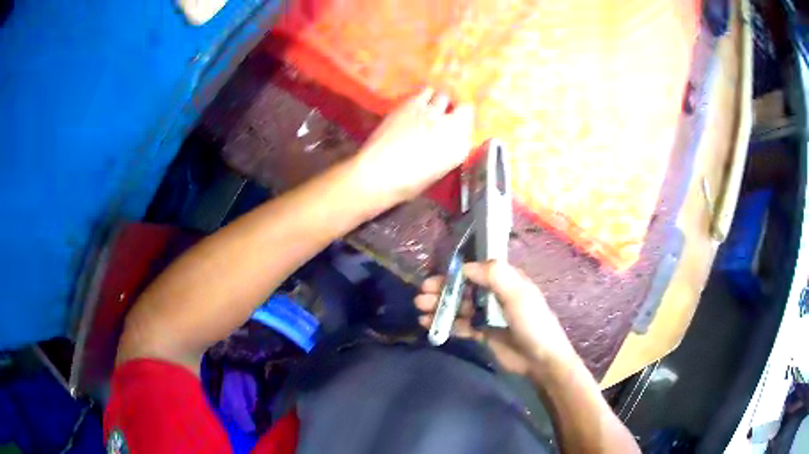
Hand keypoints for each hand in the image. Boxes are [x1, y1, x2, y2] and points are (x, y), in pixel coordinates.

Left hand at [355, 87, 473, 203]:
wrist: (378, 173)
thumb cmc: (407, 183)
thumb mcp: (436, 172)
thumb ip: (447, 152)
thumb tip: (447, 141)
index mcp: (459, 149)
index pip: (470, 130)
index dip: (463, 128)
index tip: (457, 130)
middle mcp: (451, 127)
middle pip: (464, 109)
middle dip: (456, 111)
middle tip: (445, 116)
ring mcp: (433, 113)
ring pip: (444, 96)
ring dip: (440, 101)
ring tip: (431, 106)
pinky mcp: (413, 103)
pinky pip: (425, 92)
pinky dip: (425, 95)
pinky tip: (419, 100)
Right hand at [415, 261, 579, 377]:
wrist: (541, 360)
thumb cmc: (532, 323)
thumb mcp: (517, 293)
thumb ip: (493, 275)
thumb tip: (464, 267)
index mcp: (506, 281)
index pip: (475, 271)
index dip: (454, 273)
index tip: (434, 279)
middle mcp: (495, 295)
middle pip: (463, 289)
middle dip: (442, 291)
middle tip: (421, 296)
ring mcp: (488, 315)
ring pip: (459, 307)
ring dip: (440, 307)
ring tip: (421, 311)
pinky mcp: (483, 334)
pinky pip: (461, 325)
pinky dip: (446, 324)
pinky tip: (429, 325)